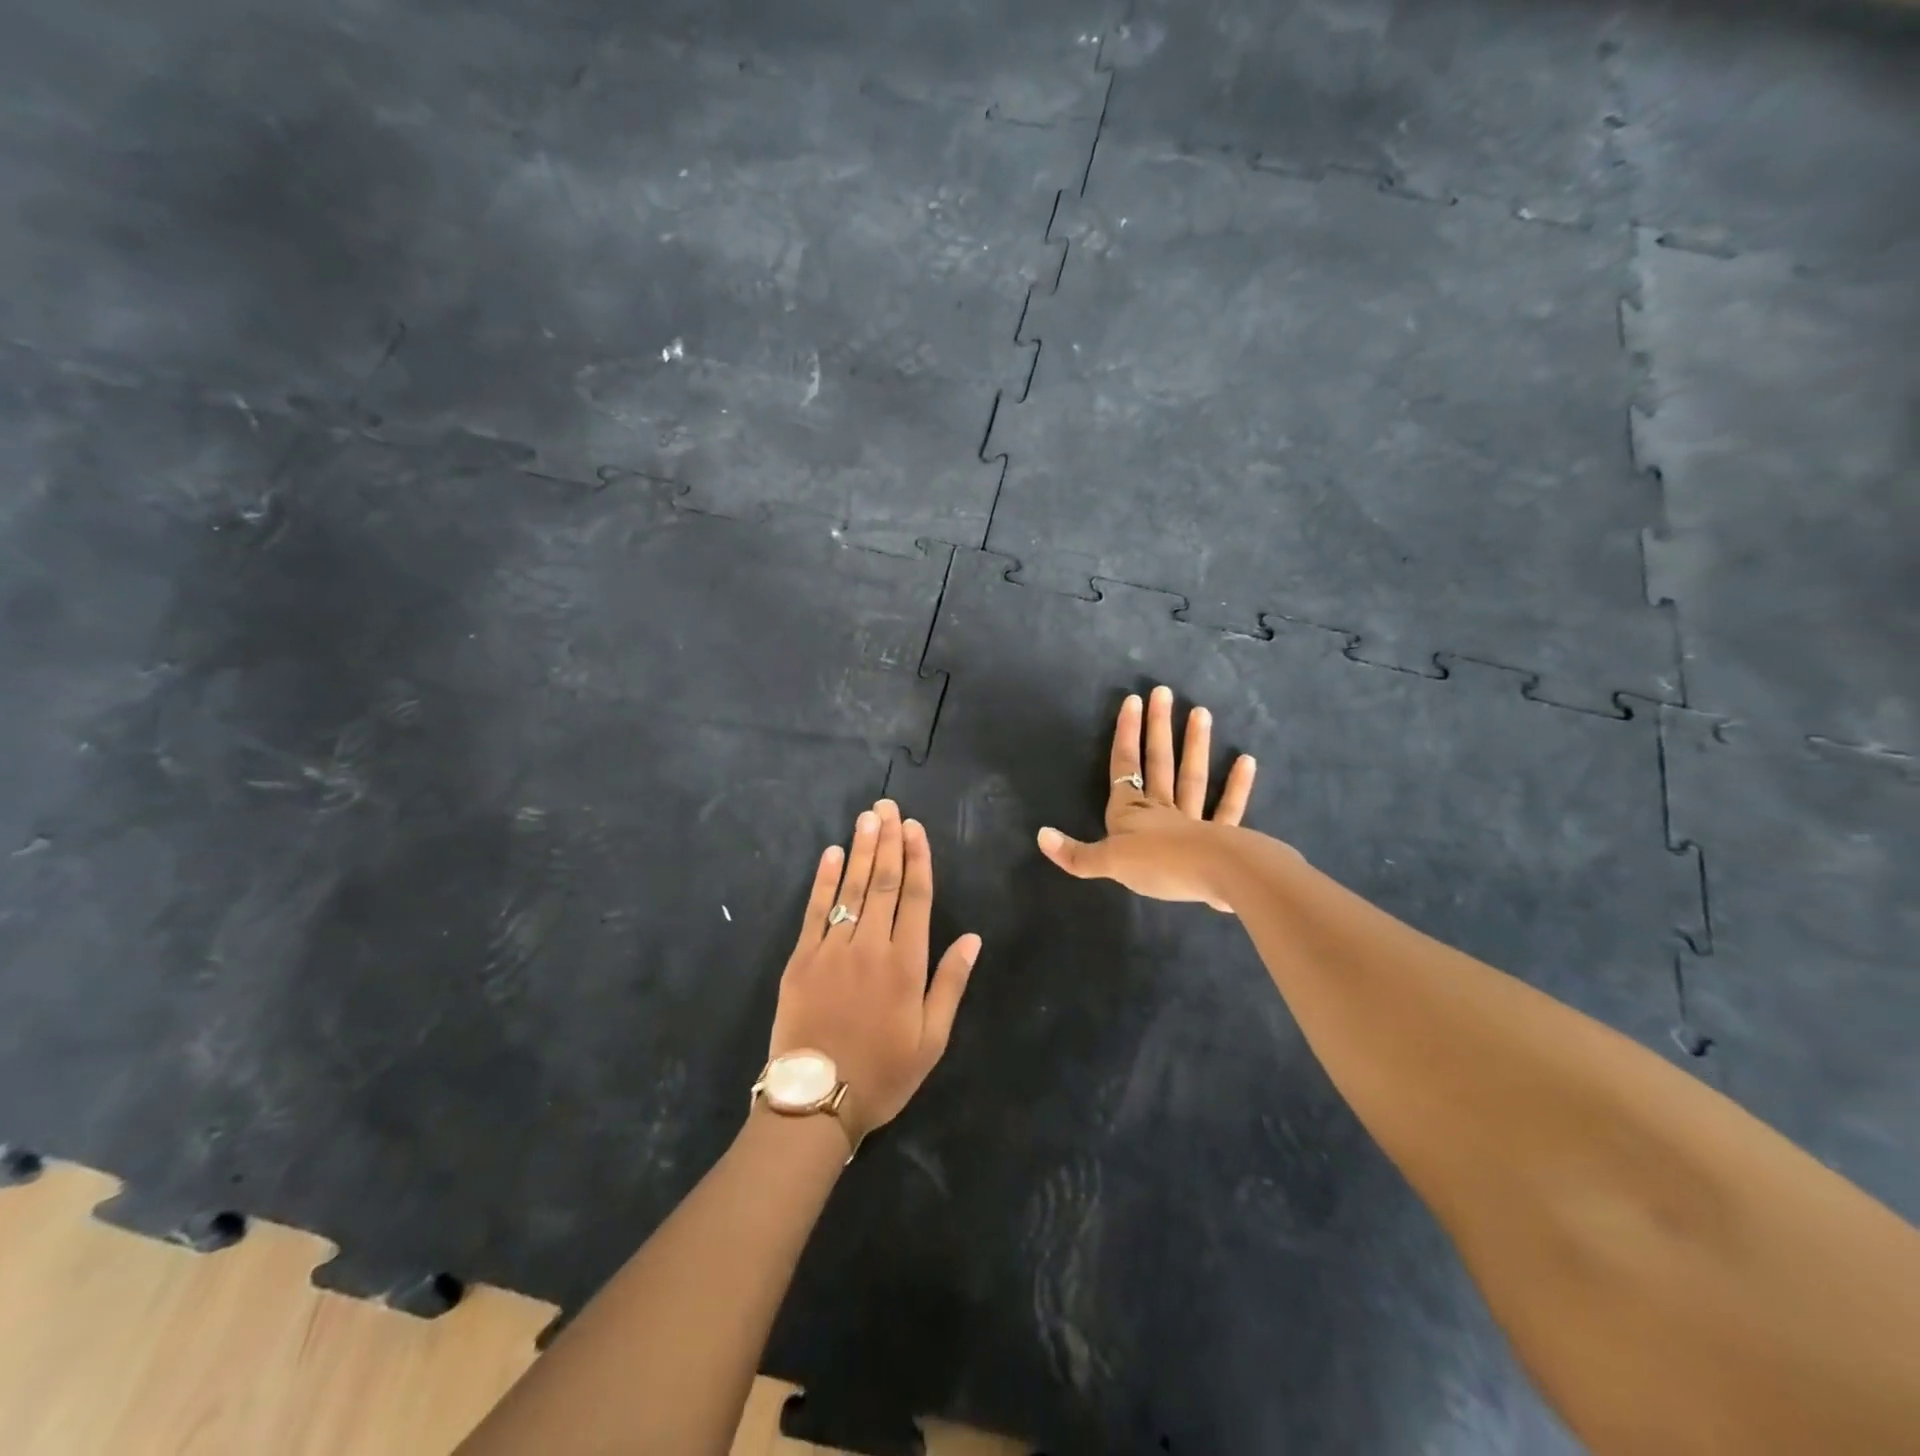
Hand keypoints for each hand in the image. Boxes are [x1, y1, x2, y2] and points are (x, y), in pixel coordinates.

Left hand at [768, 798, 981, 1139]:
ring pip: (850, 888)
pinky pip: (816, 910)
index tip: (915, 828)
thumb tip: (973, 938)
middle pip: (882, 882)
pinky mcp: (802, 959)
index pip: (916, 897)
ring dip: (859, 849)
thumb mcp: (932, 1039)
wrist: (817, 1099)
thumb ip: (951, 984)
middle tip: (888, 806)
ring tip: (866, 817)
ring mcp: (833, 949)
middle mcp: (871, 946)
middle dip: (888, 841)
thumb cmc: (883, 1072)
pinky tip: (830, 854)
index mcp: (906, 963)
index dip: (917, 859)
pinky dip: (823, 880)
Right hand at [1036, 685, 1257, 910]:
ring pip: (1191, 777)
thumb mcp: (1108, 863)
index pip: (1124, 766)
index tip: (1132, 700)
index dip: (1126, 734)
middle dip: (1157, 728)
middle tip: (1164, 692)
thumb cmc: (1157, 865)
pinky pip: (1229, 807)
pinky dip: (1237, 786)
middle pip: (1158, 763)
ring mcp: (1193, 820)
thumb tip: (1040, 836)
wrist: (1212, 876)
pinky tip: (1247, 761)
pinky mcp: (1222, 837)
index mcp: (1131, 813)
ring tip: (1201, 712)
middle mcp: (1160, 809)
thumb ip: (1076, 854)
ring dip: (1195, 745)